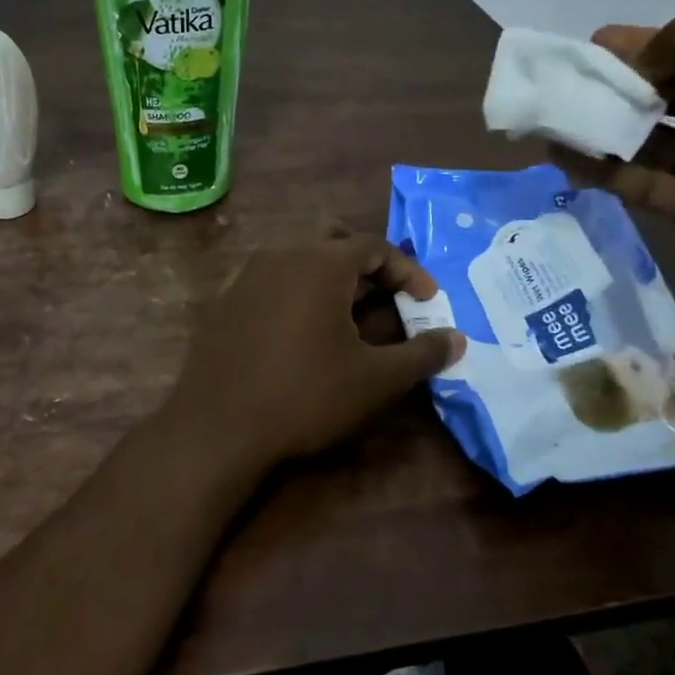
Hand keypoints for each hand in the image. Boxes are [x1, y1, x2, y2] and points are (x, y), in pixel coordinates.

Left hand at [162, 234, 466, 470]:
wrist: (218, 429)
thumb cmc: (306, 397)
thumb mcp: (376, 381)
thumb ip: (422, 354)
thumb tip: (457, 339)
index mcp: (319, 263)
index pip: (375, 247)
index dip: (408, 272)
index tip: (428, 301)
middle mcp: (279, 257)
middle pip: (334, 246)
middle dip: (368, 270)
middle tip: (388, 302)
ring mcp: (245, 278)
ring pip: (299, 263)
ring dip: (331, 283)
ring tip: (349, 321)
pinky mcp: (223, 304)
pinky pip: (271, 285)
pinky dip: (297, 298)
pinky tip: (302, 337)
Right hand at [563, 13, 674, 335]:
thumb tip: (644, 43)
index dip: (660, 47)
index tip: (602, 43)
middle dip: (630, 86)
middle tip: (574, 78)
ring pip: (657, 142)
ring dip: (611, 129)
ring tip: (559, 116)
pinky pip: (644, 183)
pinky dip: (608, 170)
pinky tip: (568, 158)